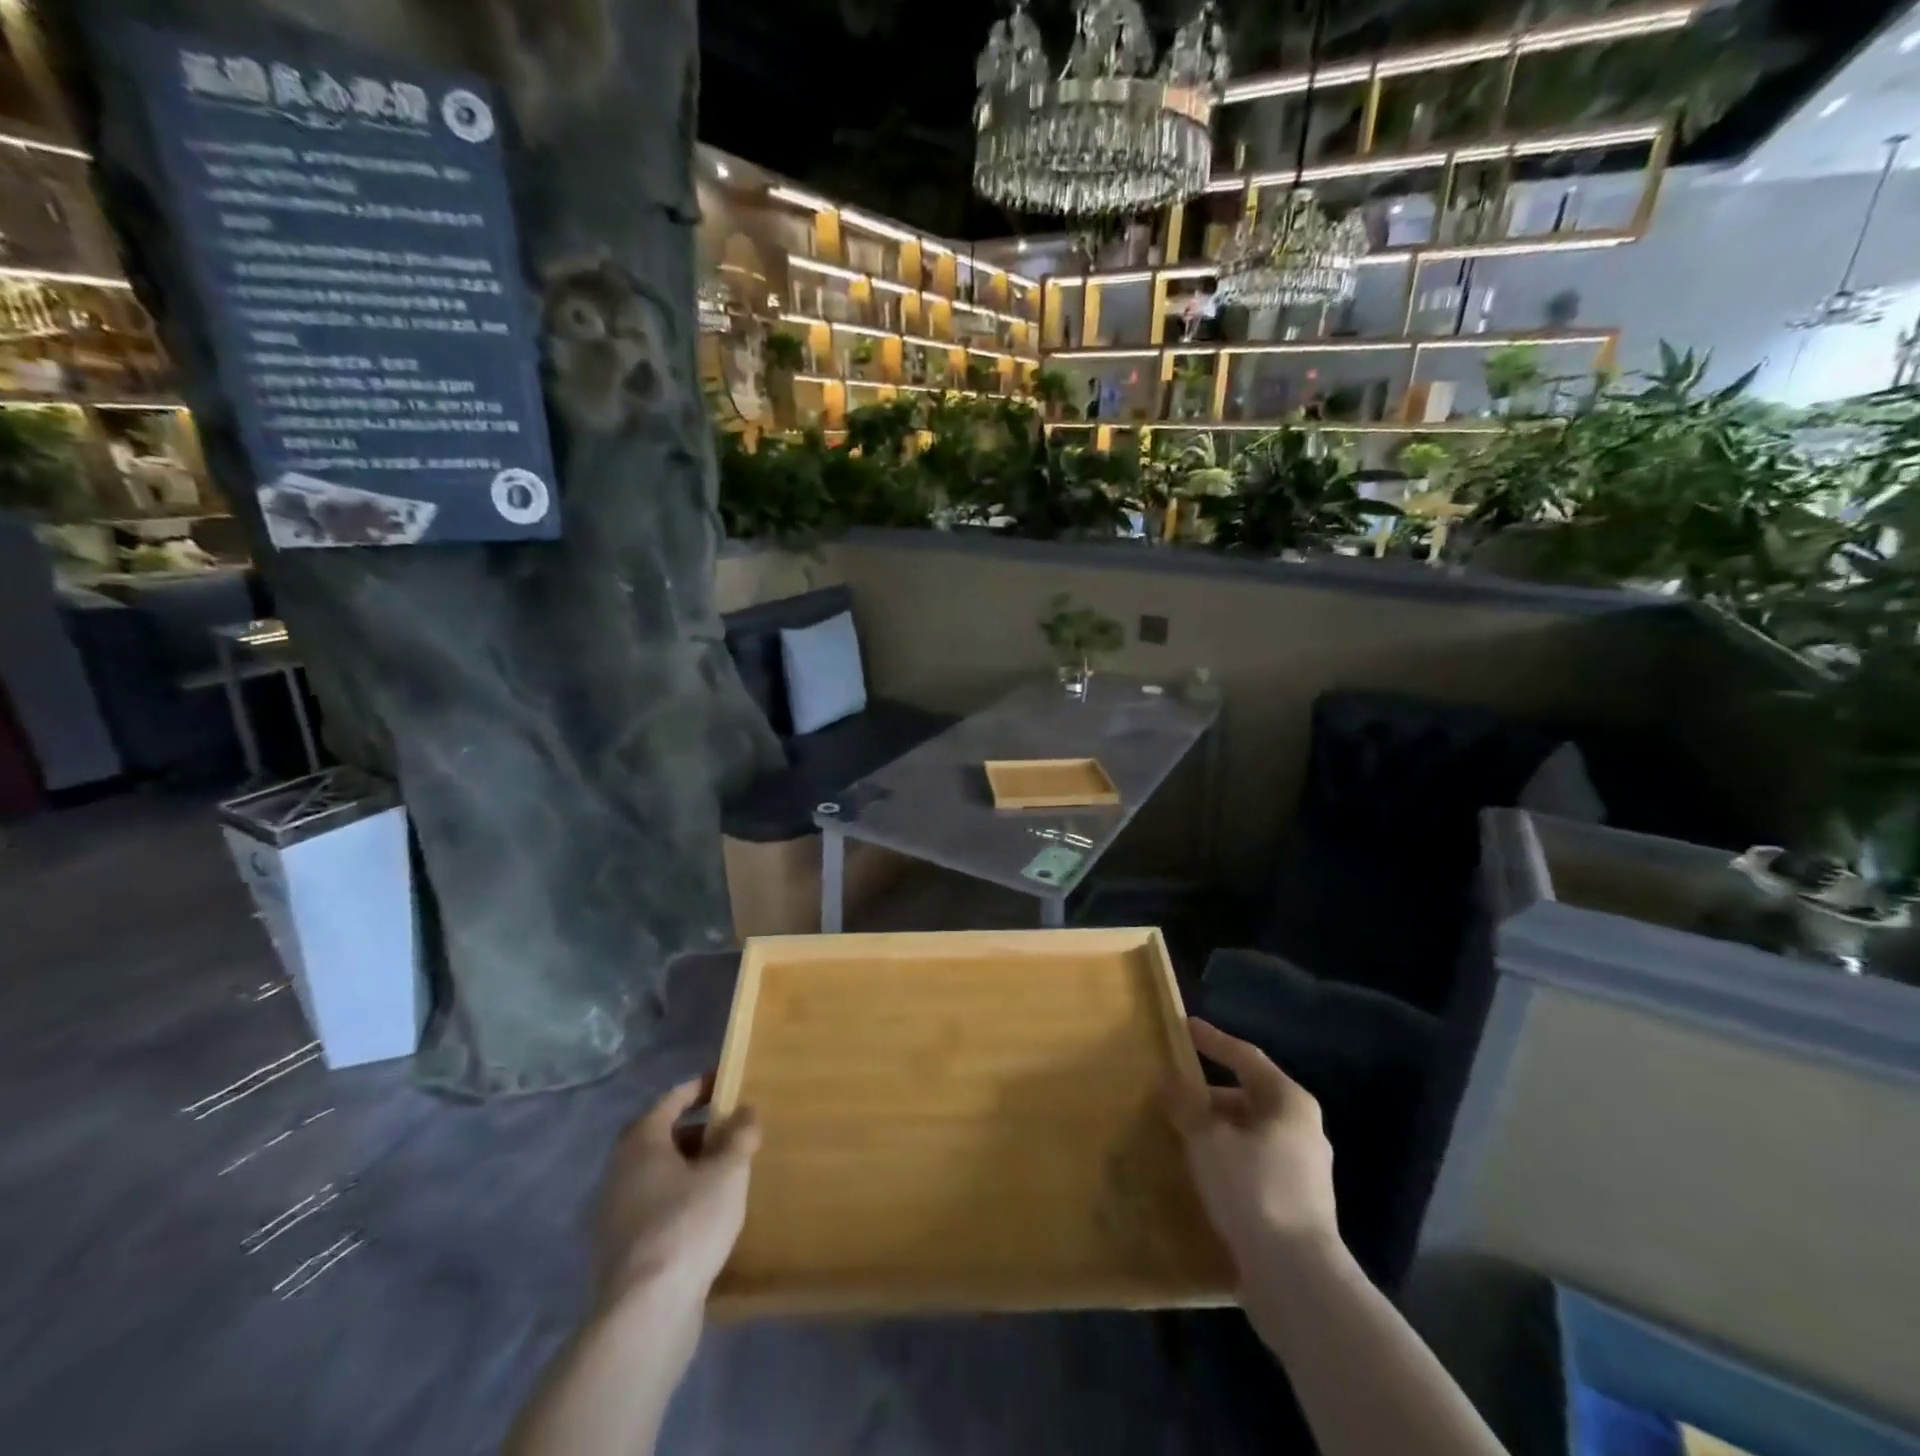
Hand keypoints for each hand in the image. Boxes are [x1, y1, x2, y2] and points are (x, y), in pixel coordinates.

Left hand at [593, 1079, 759, 1311]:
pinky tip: (705, 1216)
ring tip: (724, 1173)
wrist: (644, 1314)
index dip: (701, 1087)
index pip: (672, 1099)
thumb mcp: (728, 1172)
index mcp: (641, 1141)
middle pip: (662, 1136)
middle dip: (698, 1131)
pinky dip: (678, 1200)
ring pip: (657, 1175)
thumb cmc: (687, 1224)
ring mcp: (613, 1214)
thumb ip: (740, 1136)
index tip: (726, 1081)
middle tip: (732, 1130)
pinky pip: (653, 1207)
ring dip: (688, 1168)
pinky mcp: (618, 1251)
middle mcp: (619, 1170)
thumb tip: (746, 1110)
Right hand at [1164, 1018, 1339, 1276]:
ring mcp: (1304, 1170)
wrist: (1298, 1279)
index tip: (1185, 1027)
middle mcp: (1303, 1129)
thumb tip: (1171, 1083)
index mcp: (1289, 1102)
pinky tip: (1200, 1171)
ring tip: (1180, 1131)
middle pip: (1249, 1096)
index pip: (1245, 1056)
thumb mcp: (1208, 1139)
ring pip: (1250, 1134)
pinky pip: (1253, 1165)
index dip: (1213, 1040)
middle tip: (1174, 1090)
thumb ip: (1187, 1105)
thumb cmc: (1254, 1189)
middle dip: (1209, 1093)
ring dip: (1216, 1129)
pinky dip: (1226, 1159)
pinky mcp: (1296, 1204)